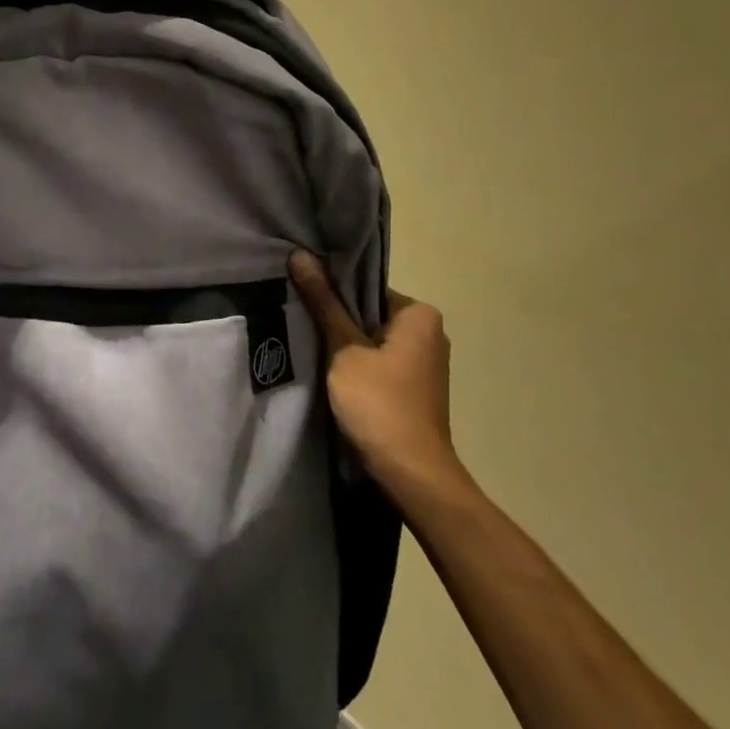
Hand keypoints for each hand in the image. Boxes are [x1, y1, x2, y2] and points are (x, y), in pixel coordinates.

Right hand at [289, 251, 462, 495]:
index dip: (332, 293)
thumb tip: (300, 255)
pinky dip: (357, 368)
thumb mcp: (343, 349)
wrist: (410, 473)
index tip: (302, 299)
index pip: (366, 288)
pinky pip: (379, 366)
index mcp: (420, 315)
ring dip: (345, 347)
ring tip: (308, 346)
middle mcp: (430, 334)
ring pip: (373, 342)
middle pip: (369, 314)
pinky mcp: (415, 390)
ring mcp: (425, 365)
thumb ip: (323, 303)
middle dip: (338, 320)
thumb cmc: (378, 403)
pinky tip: (329, 375)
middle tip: (299, 321)